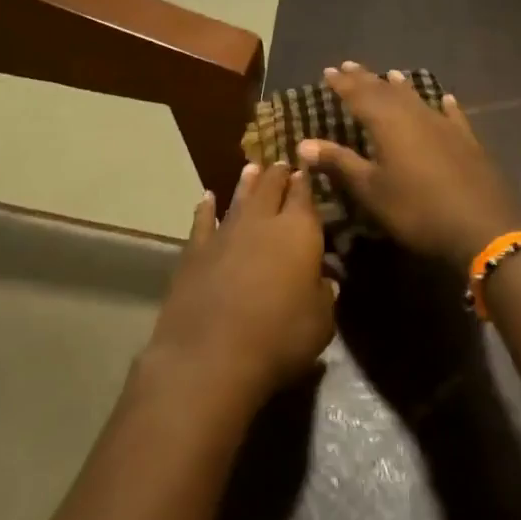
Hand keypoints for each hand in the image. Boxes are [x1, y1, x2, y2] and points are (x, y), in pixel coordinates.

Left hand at [140, 161, 336, 412]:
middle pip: (271, 188)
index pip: (305, 195)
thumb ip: (324, 294)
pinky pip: (202, 221)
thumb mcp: (321, 322)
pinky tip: (207, 199)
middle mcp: (262, 222)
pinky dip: (206, 208)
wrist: (211, 355)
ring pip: (239, 198)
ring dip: (247, 183)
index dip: (306, 181)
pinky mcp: (195, 251)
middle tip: (282, 165)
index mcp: (299, 231)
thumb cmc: (279, 338)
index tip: (307, 169)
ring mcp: (225, 233)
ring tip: (252, 169)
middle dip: (279, 175)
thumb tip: (325, 279)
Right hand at [297, 62, 520, 272]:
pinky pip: (452, 116)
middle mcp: (416, 116)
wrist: (481, 228)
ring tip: (390, 74)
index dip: (343, 84)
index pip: (359, 96)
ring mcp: (445, 126)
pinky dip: (444, 106)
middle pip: (386, 92)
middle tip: (350, 65)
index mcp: (388, 124)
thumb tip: (303, 142)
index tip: (328, 71)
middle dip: (366, 79)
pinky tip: (445, 99)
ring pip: (418, 99)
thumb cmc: (416, 210)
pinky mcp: (468, 142)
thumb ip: (339, 163)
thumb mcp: (371, 190)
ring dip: (401, 87)